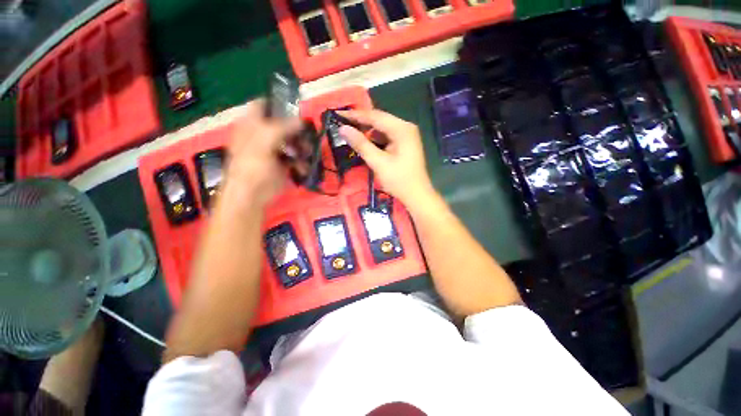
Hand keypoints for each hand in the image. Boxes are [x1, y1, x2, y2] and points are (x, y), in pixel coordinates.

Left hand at [222, 100, 301, 206]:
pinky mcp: (282, 164)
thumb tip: (300, 120)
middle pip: (282, 124)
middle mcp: (263, 135)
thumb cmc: (251, 167)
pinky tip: (303, 167)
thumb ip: (281, 128)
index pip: (263, 105)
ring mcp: (274, 150)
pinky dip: (301, 161)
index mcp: (252, 125)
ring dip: (302, 146)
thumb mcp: (263, 143)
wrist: (252, 195)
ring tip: (307, 152)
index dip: (278, 103)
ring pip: (292, 141)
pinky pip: (295, 157)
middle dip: (296, 129)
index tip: (296, 108)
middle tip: (307, 134)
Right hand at [338, 109, 434, 206]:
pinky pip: (387, 137)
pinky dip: (375, 139)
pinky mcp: (404, 144)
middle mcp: (405, 128)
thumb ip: (361, 144)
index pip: (375, 116)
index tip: (338, 114)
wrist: (417, 195)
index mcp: (402, 129)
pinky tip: (365, 142)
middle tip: (342, 123)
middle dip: (361, 122)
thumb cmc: (399, 180)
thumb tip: (343, 129)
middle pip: (380, 120)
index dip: (355, 115)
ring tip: (350, 132)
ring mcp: (406, 136)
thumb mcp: (378, 163)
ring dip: (367, 131)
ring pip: (383, 129)